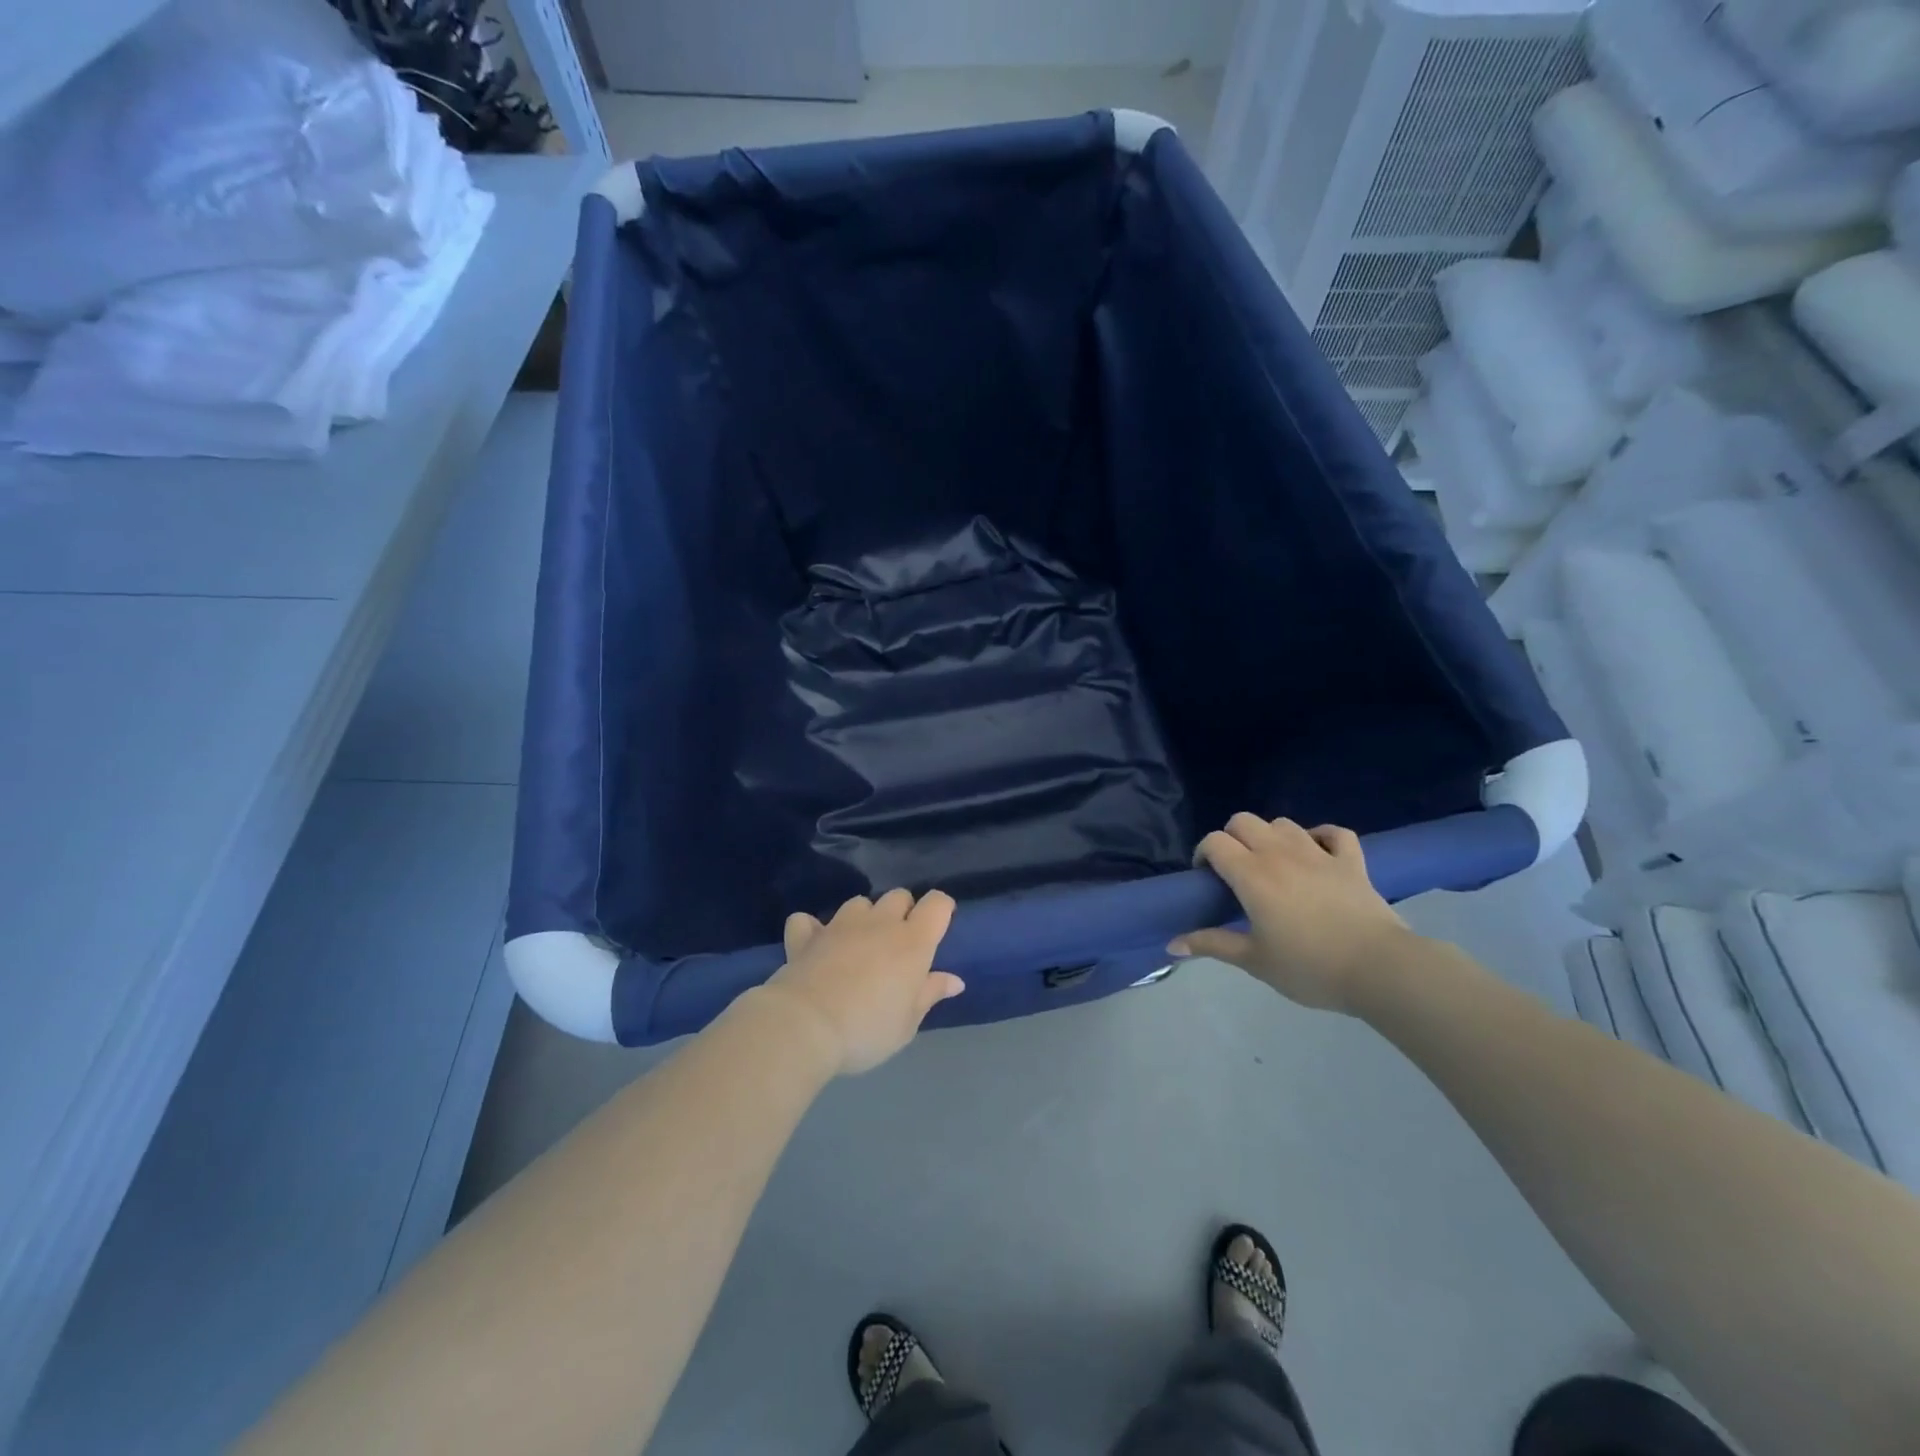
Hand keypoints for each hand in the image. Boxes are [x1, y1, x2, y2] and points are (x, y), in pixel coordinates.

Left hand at [760, 888, 964, 1075]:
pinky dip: (812, 929)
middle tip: (899, 943)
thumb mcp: (907, 1024)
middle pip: (898, 896)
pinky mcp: (806, 936)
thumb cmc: (867, 1030)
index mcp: (912, 942)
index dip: (942, 908)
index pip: (937, 904)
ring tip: (859, 943)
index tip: (940, 925)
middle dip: (903, 911)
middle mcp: (879, 923)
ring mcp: (839, 925)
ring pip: (859, 903)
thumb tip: (954, 980)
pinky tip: (814, 944)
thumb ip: (929, 995)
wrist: (805, 1027)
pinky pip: (808, 921)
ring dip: (863, 917)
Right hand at [1169, 814, 1415, 1013]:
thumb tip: (1172, 945)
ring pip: (1284, 823)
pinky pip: (1334, 833)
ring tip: (1273, 863)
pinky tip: (1317, 851)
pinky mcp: (1352, 861)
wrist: (1379, 969)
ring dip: (1271, 836)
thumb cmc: (1309, 967)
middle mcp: (1280, 854)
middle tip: (1236, 870)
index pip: (1215, 842)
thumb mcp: (1254, 961)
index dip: (1204, 853)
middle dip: (1232, 838)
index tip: (1206, 878)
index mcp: (1252, 875)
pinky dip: (1321, 836)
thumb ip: (1212, 945)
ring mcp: (1319, 854)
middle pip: (1244, 821)